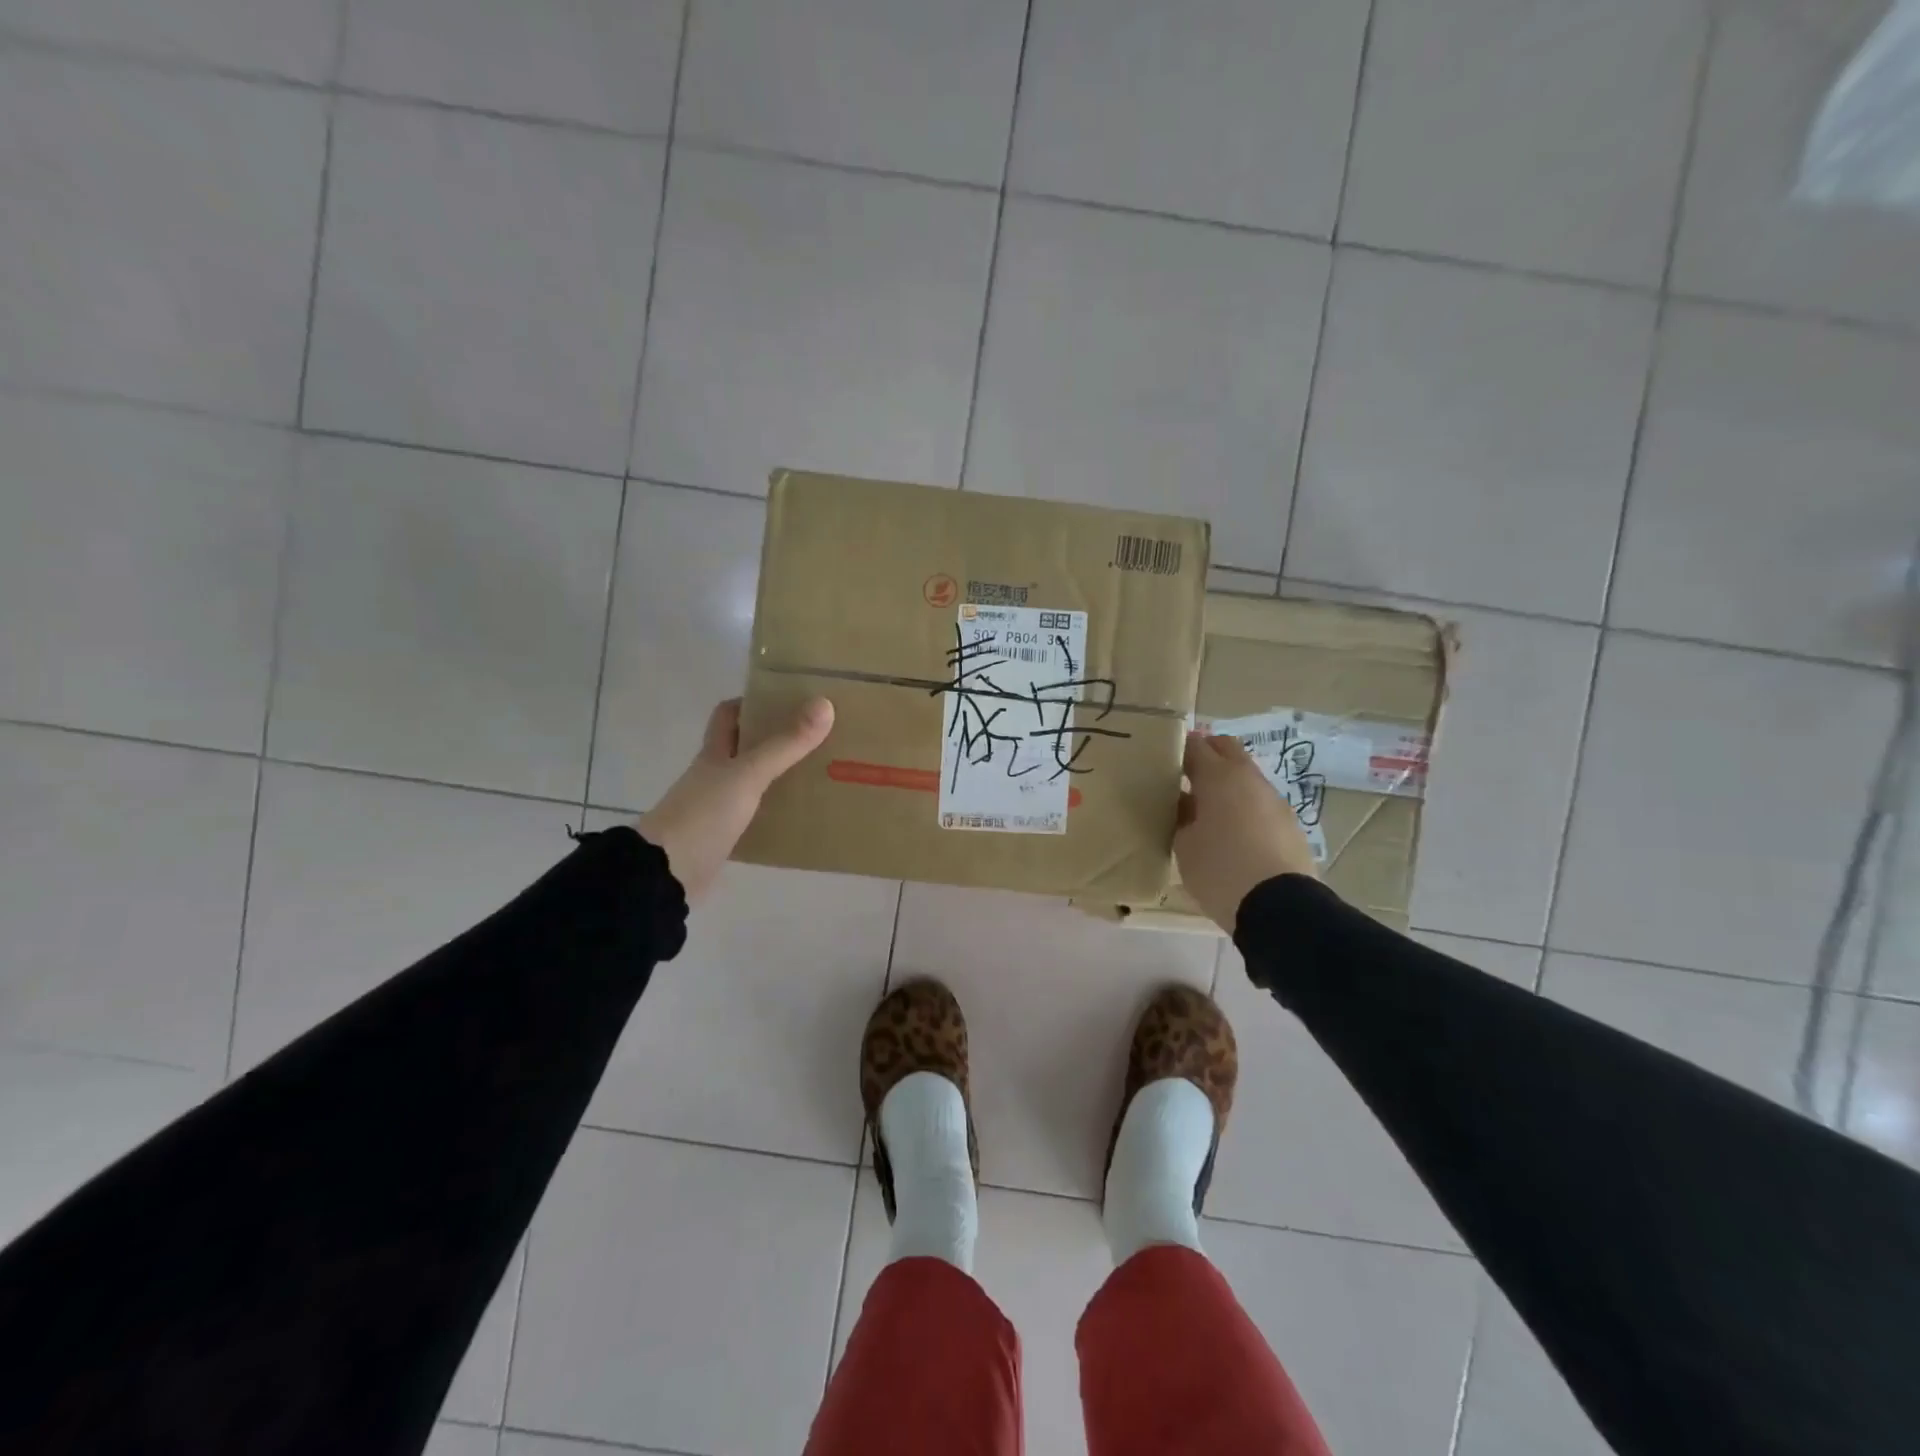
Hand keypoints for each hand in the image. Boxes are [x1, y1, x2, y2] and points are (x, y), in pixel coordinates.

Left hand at [635, 697, 833, 903]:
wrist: (667, 875)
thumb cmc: (704, 814)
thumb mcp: (748, 774)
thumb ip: (785, 744)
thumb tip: (825, 704)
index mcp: (714, 753)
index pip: (728, 715)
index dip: (753, 703)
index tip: (789, 700)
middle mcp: (715, 776)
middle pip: (745, 748)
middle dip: (777, 740)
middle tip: (818, 736)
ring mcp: (718, 808)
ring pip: (754, 783)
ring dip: (781, 778)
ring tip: (822, 773)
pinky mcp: (725, 838)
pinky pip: (757, 818)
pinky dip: (777, 815)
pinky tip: (804, 817)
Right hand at [1174, 732, 1319, 934]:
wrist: (1279, 907)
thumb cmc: (1220, 870)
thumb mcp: (1184, 845)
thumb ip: (1181, 816)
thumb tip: (1185, 804)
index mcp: (1219, 777)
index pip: (1194, 745)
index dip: (1176, 749)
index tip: (1161, 761)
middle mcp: (1249, 779)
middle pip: (1226, 749)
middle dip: (1205, 755)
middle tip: (1183, 776)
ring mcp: (1274, 800)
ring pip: (1245, 776)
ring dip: (1226, 783)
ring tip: (1205, 810)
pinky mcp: (1289, 823)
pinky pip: (1259, 802)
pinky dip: (1243, 806)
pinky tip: (1231, 833)